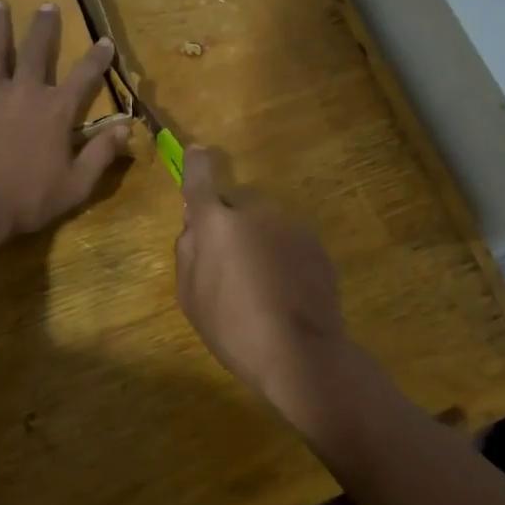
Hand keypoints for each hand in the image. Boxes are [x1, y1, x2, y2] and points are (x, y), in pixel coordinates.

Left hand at [0, 0, 128, 253]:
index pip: (84, 76)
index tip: (105, 41)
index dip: (97, 58)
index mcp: (56, 111)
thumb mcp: (77, 184)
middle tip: (47, 6)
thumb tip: (126, 127)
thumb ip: (102, 153)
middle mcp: (25, 93)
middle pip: (37, 52)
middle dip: (44, 28)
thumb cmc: (29, 200)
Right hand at [174, 147, 351, 400]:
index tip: (196, 152)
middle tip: (228, 259)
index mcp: (217, 222)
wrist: (301, 353)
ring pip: (265, 221)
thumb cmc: (234, 328)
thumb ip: (188, 252)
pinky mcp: (315, 244)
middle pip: (236, 202)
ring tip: (260, 282)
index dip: (196, 163)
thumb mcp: (191, 297)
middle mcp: (255, 212)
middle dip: (229, 220)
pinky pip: (288, 239)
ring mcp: (290, 225)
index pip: (201, 178)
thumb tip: (195, 227)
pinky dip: (282, 254)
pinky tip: (284, 289)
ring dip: (258, 238)